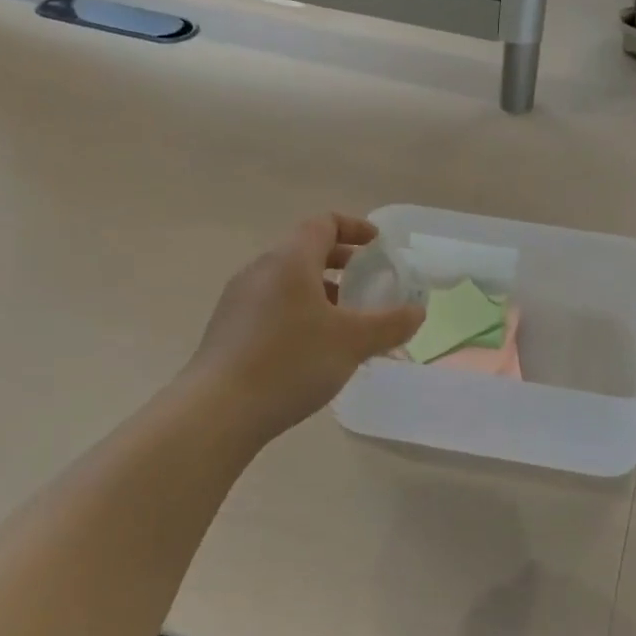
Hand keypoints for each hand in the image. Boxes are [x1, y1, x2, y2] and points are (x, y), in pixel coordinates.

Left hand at [182, 215, 424, 444]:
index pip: (323, 224)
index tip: (378, 245)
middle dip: (341, 262)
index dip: (355, 228)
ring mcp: (239, 300)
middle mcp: (260, 270)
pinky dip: (300, 312)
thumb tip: (417, 312)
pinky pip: (273, 306)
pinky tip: (314, 348)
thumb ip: (390, 324)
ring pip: (288, 282)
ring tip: (346, 322)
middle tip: (368, 282)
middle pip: (305, 251)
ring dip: (321, 291)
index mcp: (289, 260)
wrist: (217, 411)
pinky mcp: (229, 328)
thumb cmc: (291, 363)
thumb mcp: (352, 343)